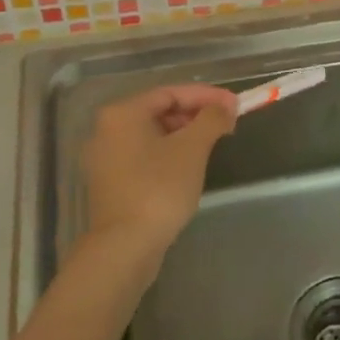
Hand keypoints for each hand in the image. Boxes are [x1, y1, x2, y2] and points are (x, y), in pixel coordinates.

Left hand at [81, 85, 236, 256]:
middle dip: (196, 114)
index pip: (171, 92)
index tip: (235, 104)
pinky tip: (189, 166)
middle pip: (159, 111)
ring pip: (152, 134)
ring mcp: (105, 158)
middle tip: (226, 124)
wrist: (124, 247)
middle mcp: (107, 129)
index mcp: (123, 113)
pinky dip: (168, 153)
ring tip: (213, 144)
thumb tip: (226, 106)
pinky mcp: (110, 182)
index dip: (206, 95)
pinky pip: (144, 155)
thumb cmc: (159, 188)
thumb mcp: (192, 149)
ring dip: (184, 134)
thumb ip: (211, 119)